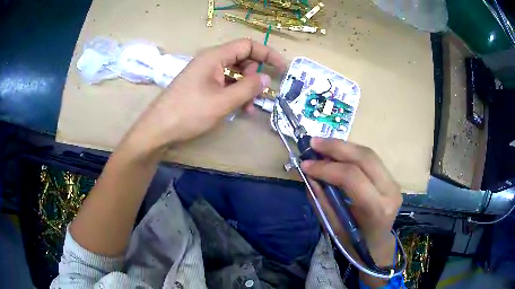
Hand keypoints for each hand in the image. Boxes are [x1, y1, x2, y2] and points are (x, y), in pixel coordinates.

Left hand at [126, 38, 285, 154]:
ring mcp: (204, 73)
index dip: (267, 54)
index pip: (247, 45)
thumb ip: (247, 88)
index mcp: (214, 56)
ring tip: (249, 107)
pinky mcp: (201, 86)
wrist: (158, 129)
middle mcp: (210, 61)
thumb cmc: (189, 113)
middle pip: (241, 58)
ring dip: (245, 87)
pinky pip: (224, 83)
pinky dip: (234, 93)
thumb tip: (266, 79)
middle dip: (254, 75)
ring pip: (233, 73)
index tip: (282, 68)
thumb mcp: (222, 102)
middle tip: (259, 94)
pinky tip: (238, 108)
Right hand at [301, 138, 401, 266]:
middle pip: (365, 157)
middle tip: (313, 143)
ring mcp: (394, 182)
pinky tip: (336, 152)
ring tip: (321, 145)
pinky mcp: (391, 178)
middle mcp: (390, 191)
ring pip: (368, 154)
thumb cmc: (354, 244)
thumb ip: (322, 200)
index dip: (326, 168)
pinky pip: (370, 159)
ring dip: (343, 146)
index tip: (305, 165)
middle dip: (336, 147)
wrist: (377, 245)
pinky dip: (350, 153)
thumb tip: (309, 175)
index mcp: (377, 209)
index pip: (352, 177)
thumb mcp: (334, 227)